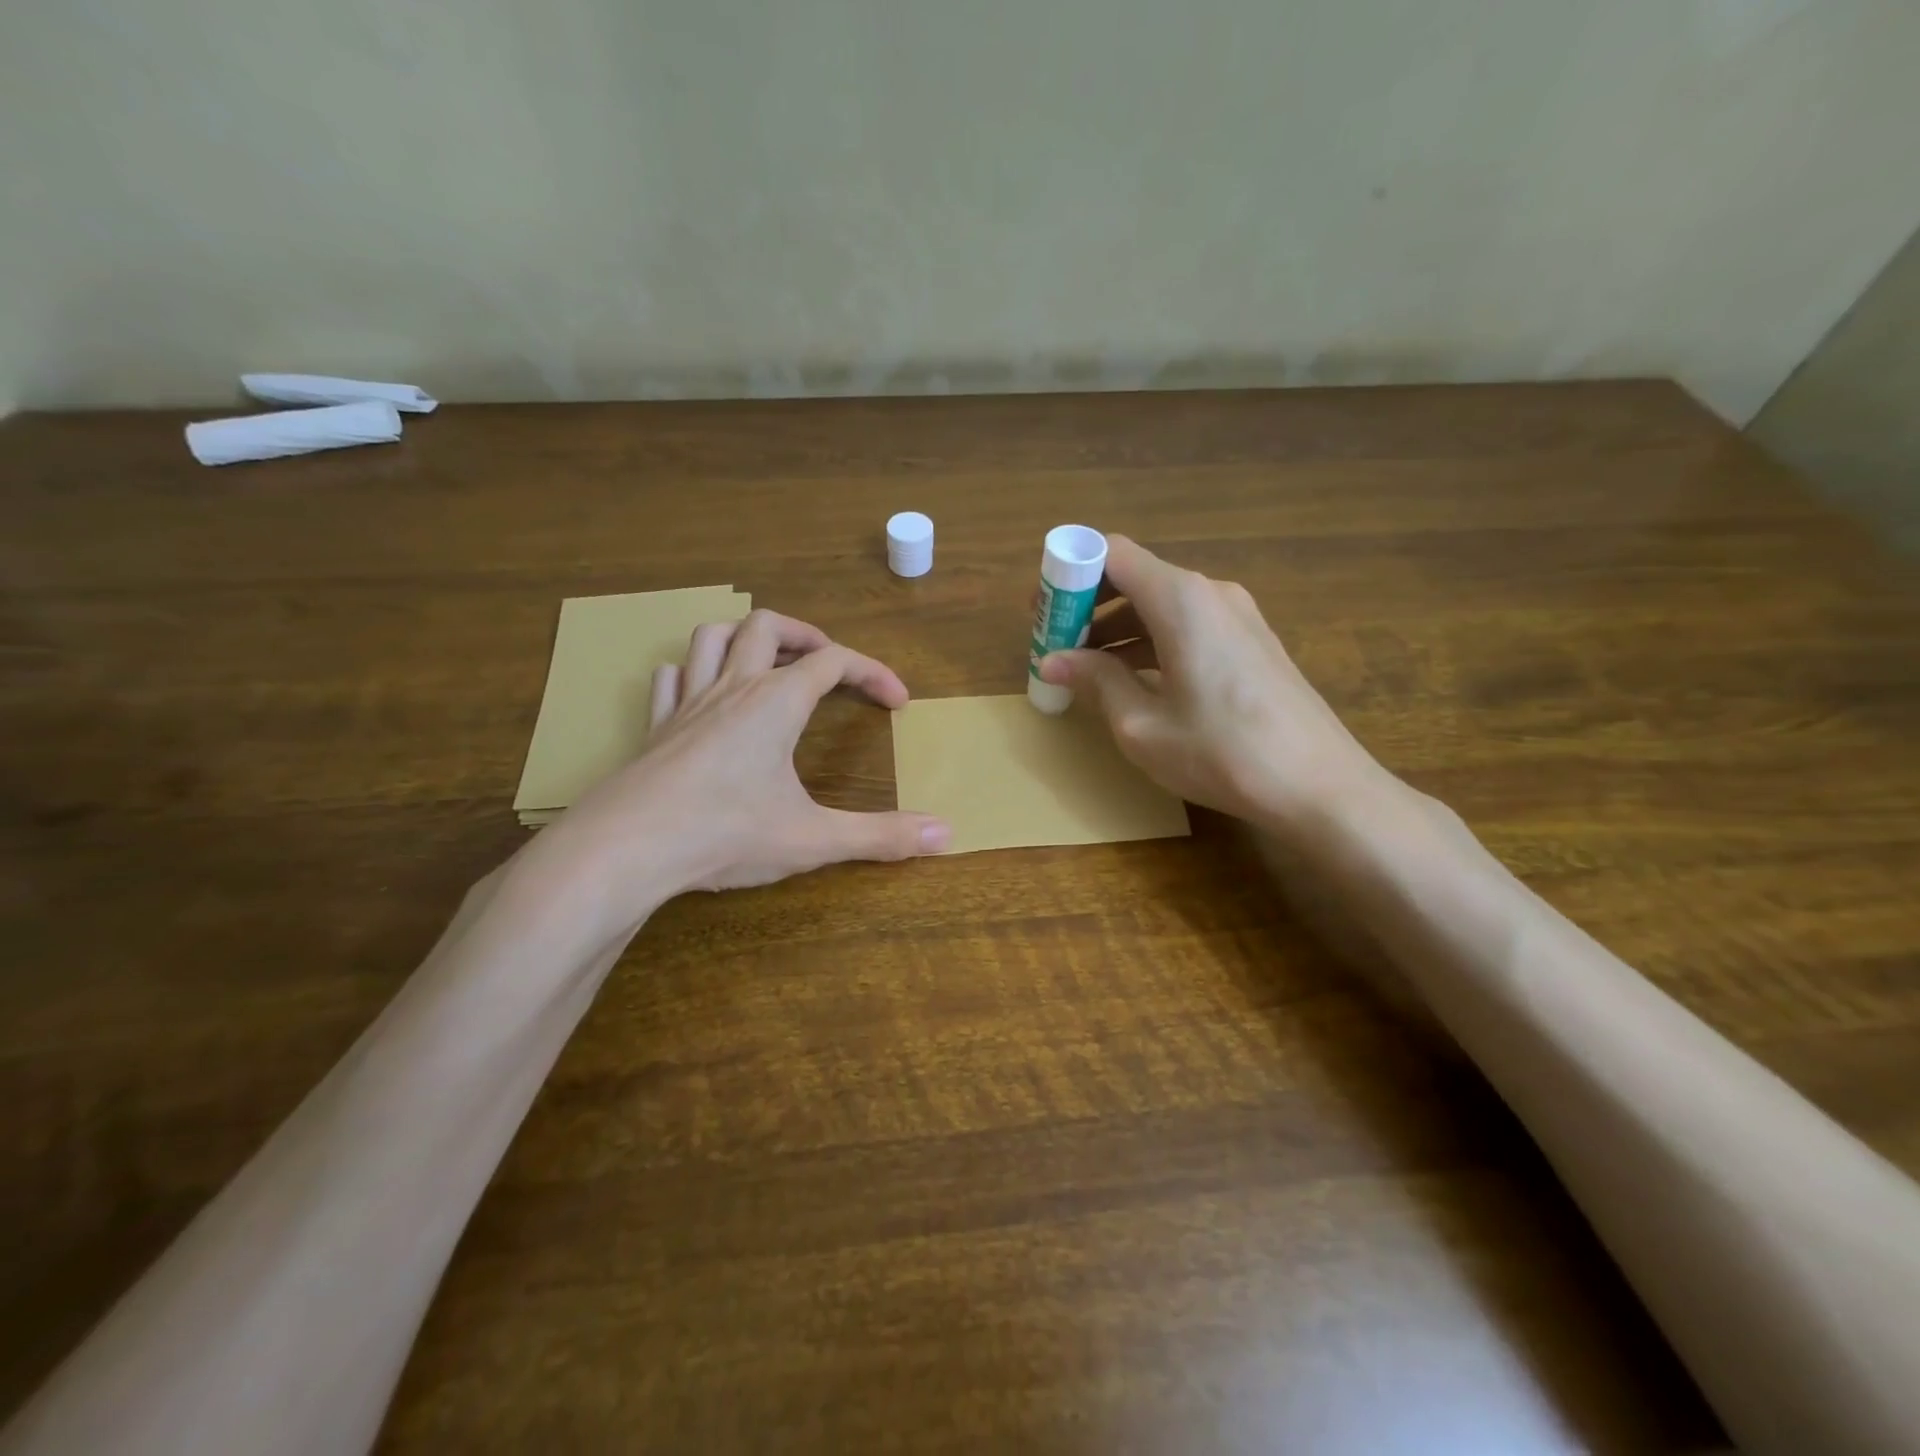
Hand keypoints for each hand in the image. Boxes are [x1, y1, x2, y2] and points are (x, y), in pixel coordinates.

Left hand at [542, 610, 949, 927]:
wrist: (626, 849)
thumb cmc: (726, 833)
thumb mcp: (814, 839)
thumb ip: (882, 835)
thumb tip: (947, 835)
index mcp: (777, 703)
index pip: (835, 663)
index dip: (874, 673)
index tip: (898, 702)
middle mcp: (733, 689)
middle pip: (769, 626)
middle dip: (806, 635)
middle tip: (829, 665)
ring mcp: (687, 704)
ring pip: (714, 637)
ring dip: (746, 638)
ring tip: (769, 664)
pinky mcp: (655, 727)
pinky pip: (671, 676)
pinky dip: (694, 671)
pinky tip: (704, 694)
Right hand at [1036, 535, 1387, 828]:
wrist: (1320, 786)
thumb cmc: (1222, 753)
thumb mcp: (1142, 725)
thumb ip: (1096, 682)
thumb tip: (1054, 661)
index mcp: (1181, 600)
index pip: (1112, 553)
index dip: (1070, 573)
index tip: (1043, 610)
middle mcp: (1210, 593)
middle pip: (1136, 576)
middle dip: (1088, 605)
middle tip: (1055, 642)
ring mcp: (1237, 615)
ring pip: (1161, 603)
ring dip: (1118, 627)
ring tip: (1084, 668)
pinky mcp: (1251, 641)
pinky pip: (1188, 624)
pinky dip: (1151, 640)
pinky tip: (1132, 679)